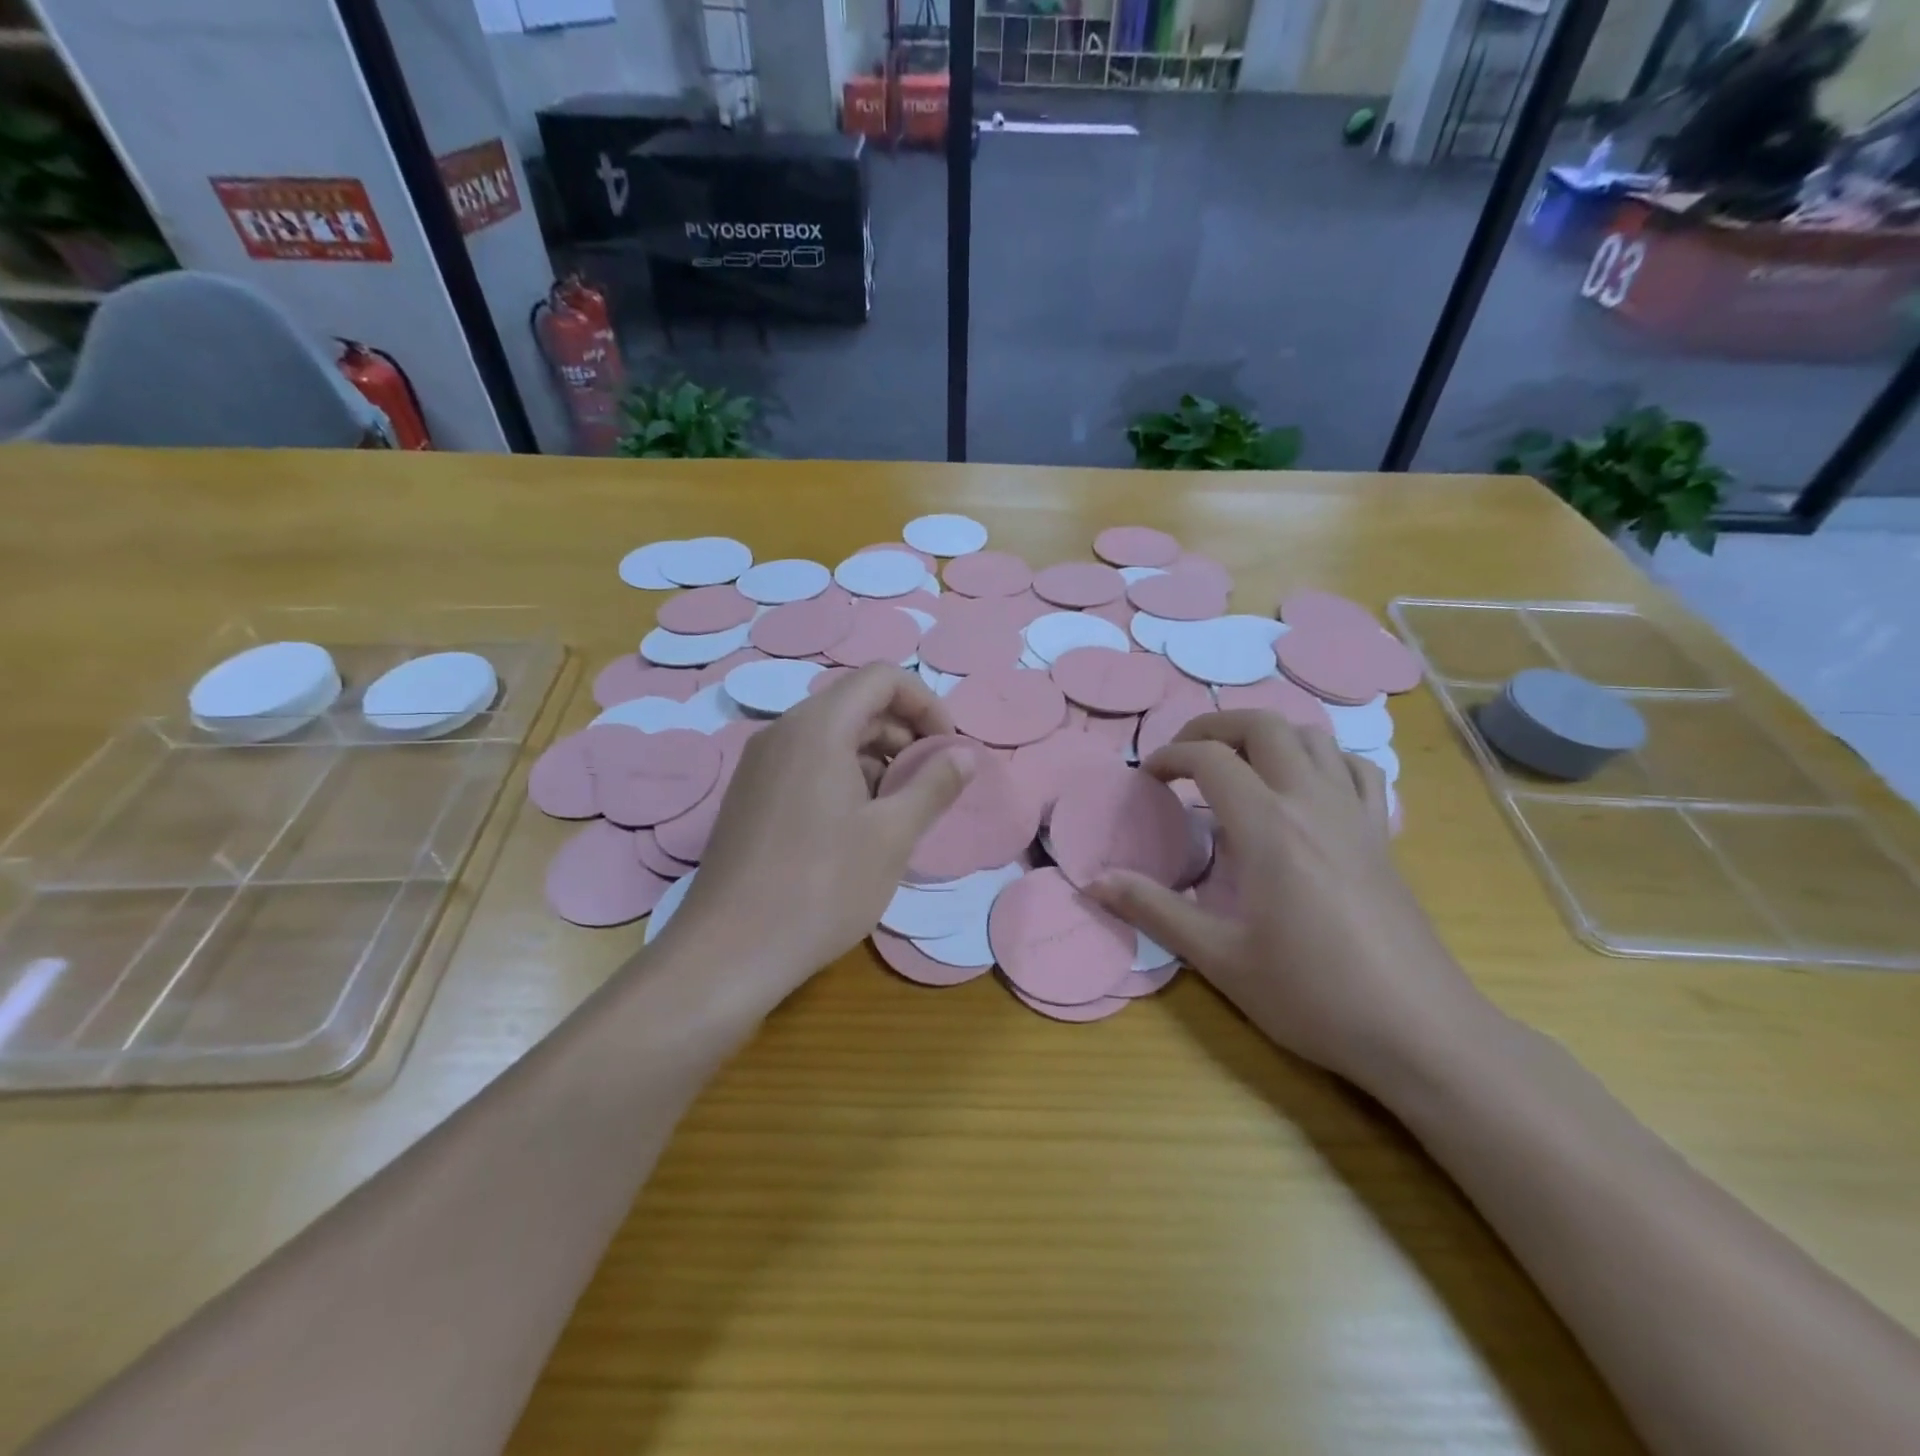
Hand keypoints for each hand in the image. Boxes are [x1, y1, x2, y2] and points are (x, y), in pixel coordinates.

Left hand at [662, 664, 973, 999]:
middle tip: (930, 785)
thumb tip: (965, 754)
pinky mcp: (750, 796)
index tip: (948, 750)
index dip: (926, 704)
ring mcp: (760, 764)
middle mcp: (783, 732)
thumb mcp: (892, 836)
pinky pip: (808, 764)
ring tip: (899, 812)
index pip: (882, 678)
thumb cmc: (821, 887)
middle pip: (856, 704)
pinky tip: (858, 828)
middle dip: (904, 734)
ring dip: (876, 759)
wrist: (728, 952)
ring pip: (832, 737)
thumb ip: (934, 785)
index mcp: (818, 728)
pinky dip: (845, 777)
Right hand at [1087, 710, 1493, 1092]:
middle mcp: (1312, 803)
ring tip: (1239, 764)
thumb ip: (1153, 910)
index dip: (1169, 756)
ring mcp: (1354, 815)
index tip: (1146, 777)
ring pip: (1313, 737)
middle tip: (1185, 756)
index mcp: (1268, 826)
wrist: (1419, 1030)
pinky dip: (1323, 760)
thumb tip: (1093, 881)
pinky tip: (1306, 788)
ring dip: (1268, 735)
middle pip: (1264, 726)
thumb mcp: (1219, 957)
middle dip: (1215, 727)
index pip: (1210, 758)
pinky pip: (1356, 770)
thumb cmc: (1311, 994)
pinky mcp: (1381, 836)